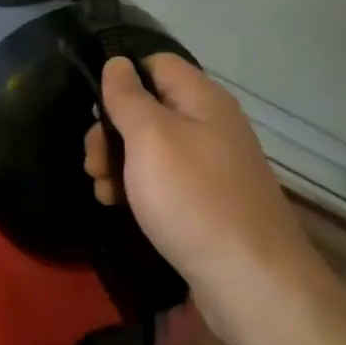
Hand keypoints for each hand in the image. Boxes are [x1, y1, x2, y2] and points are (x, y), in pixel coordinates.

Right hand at [84, 55, 325, 328]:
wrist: (251, 282)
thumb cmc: (194, 199)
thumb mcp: (150, 138)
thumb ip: (128, 97)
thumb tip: (117, 62)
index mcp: (203, 99)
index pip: (156, 63)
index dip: (122, 77)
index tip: (95, 108)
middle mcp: (211, 125)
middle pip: (149, 108)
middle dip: (111, 131)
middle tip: (93, 163)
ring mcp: (211, 165)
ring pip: (151, 147)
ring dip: (119, 163)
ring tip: (103, 191)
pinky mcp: (207, 201)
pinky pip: (164, 180)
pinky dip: (138, 188)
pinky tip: (120, 207)